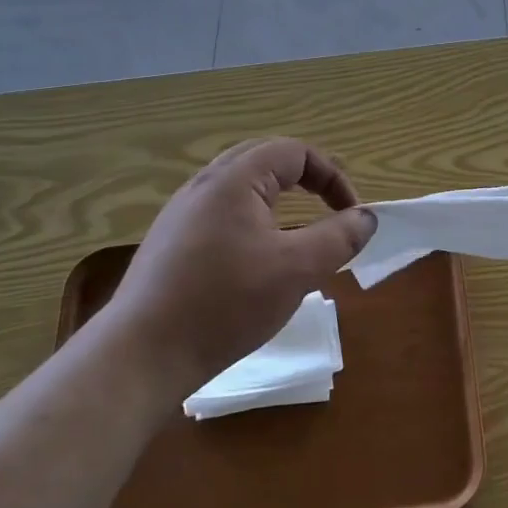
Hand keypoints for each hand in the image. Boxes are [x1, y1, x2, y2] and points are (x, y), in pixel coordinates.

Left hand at [106, 138, 375, 387]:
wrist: (141, 355)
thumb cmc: (225, 303)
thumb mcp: (297, 270)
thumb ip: (339, 238)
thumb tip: (366, 217)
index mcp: (235, 180)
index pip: (295, 152)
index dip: (333, 177)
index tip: (352, 215)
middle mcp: (204, 185)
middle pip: (266, 160)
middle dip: (306, 179)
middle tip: (330, 208)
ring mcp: (182, 213)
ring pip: (242, 187)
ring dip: (279, 199)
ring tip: (299, 231)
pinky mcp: (171, 242)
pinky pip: (223, 213)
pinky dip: (254, 220)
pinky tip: (258, 259)